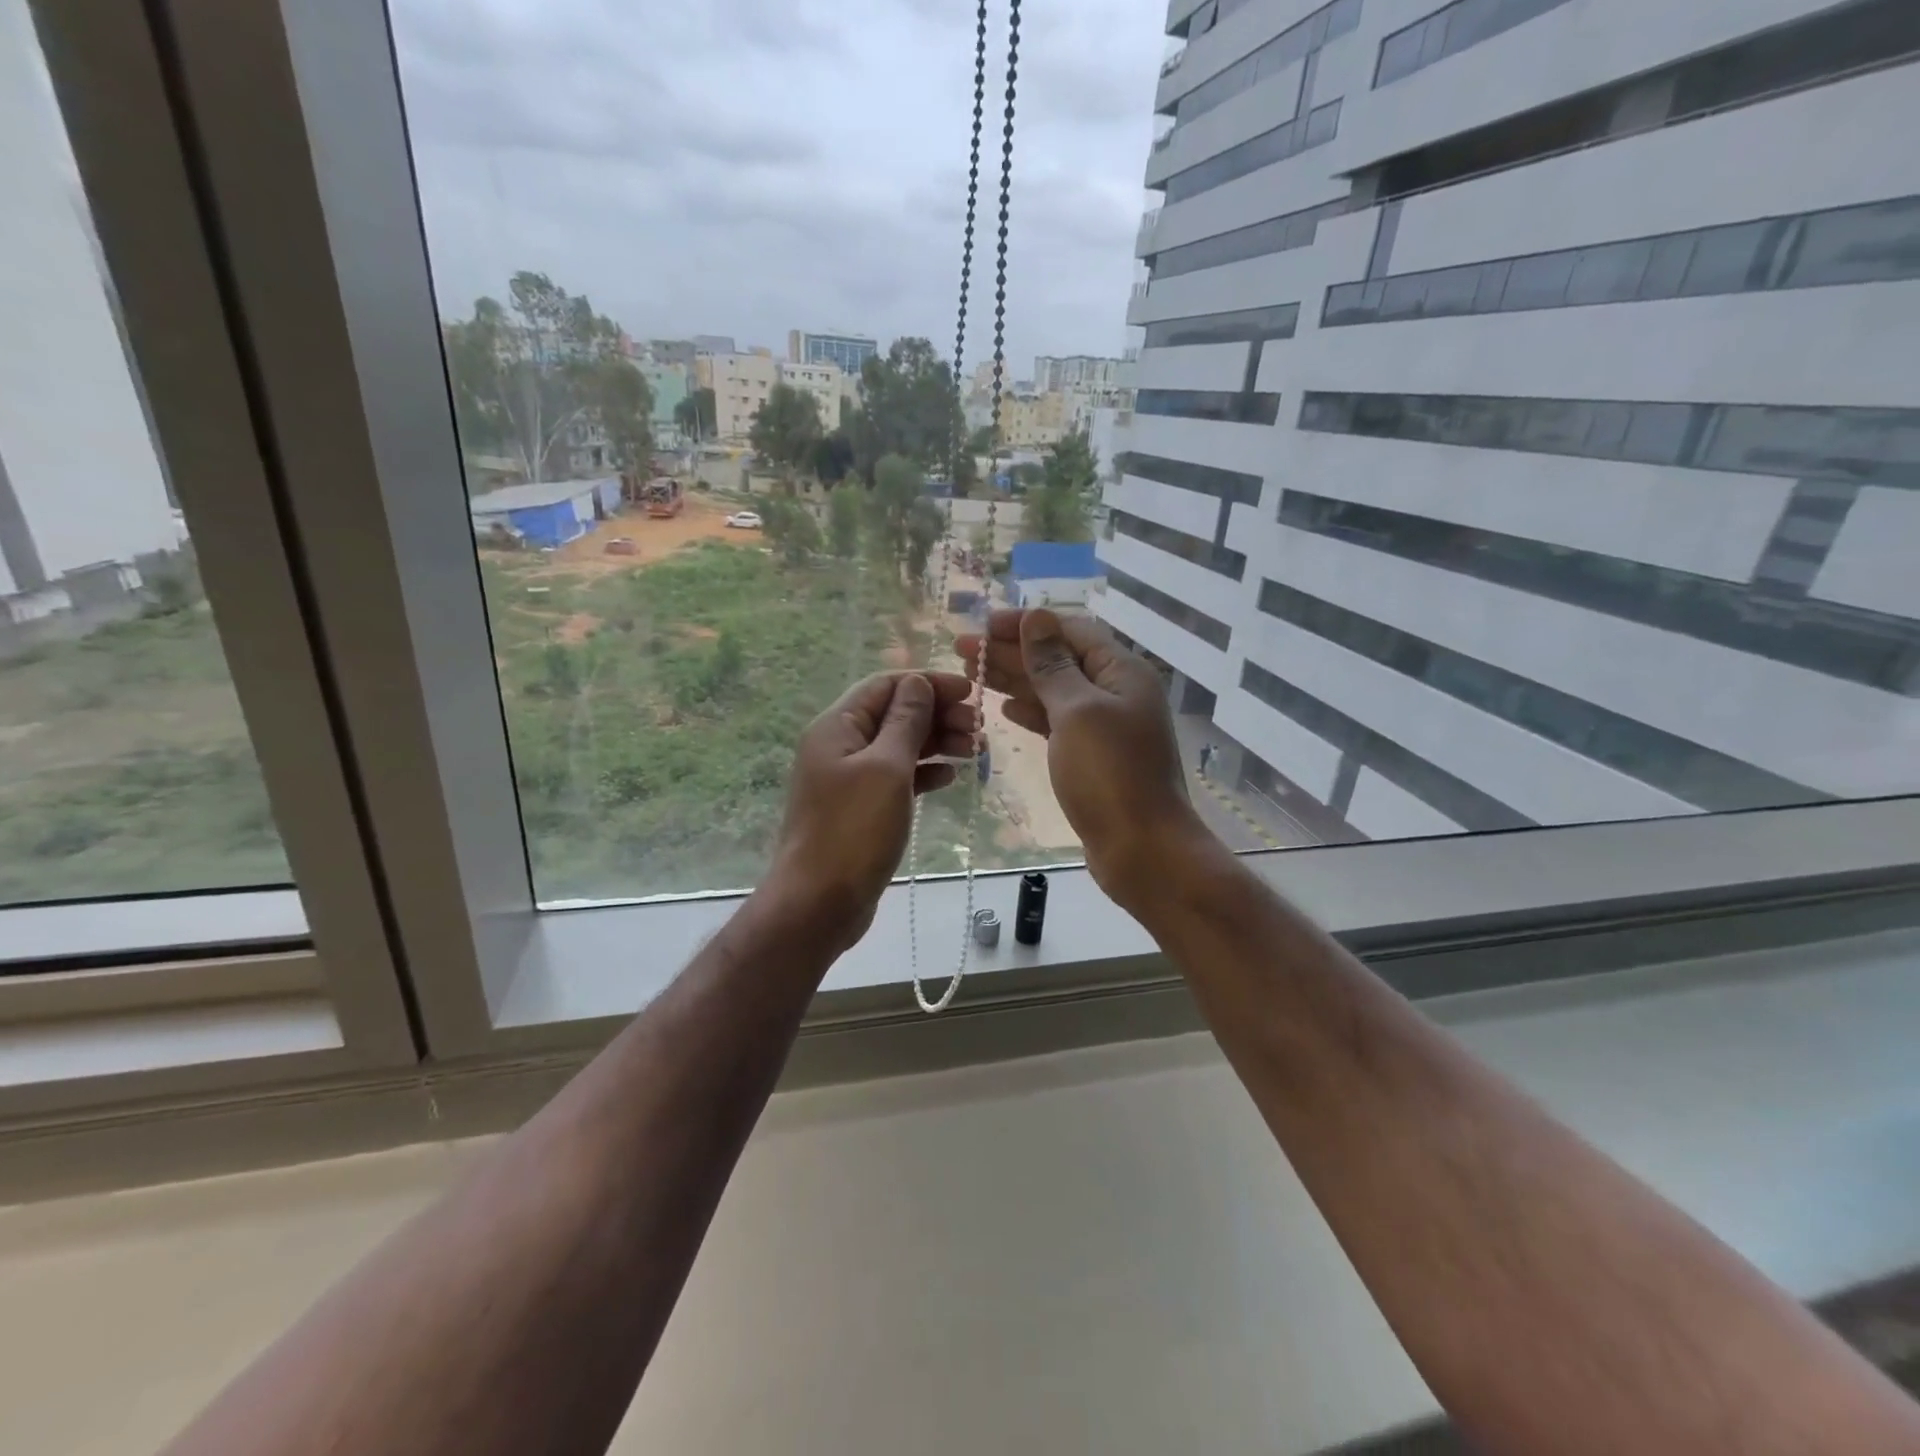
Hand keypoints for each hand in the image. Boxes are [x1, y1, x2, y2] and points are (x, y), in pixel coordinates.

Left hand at [766, 671, 978, 948]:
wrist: (818, 903)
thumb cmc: (853, 830)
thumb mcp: (886, 768)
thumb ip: (906, 721)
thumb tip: (919, 682)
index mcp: (837, 726)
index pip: (886, 685)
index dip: (929, 683)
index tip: (971, 691)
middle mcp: (840, 745)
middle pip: (894, 714)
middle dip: (938, 714)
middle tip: (980, 729)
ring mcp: (849, 778)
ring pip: (899, 746)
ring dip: (937, 743)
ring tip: (976, 750)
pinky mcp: (860, 808)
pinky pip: (896, 777)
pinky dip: (924, 772)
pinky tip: (949, 776)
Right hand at [956, 609, 1211, 904]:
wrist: (1142, 850)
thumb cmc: (1110, 775)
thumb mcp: (1077, 712)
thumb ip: (1053, 665)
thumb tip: (1037, 618)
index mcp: (1121, 672)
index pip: (1070, 630)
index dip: (1026, 625)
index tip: (982, 626)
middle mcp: (1116, 693)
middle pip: (1059, 659)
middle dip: (1011, 652)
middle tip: (962, 649)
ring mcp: (1105, 727)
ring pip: (1054, 691)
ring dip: (1015, 680)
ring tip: (972, 674)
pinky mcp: (1093, 757)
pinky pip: (1057, 722)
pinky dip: (1031, 712)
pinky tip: (1004, 708)